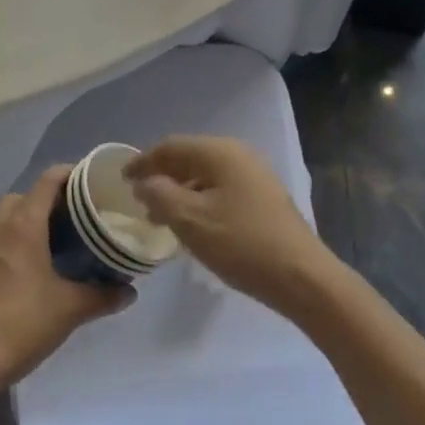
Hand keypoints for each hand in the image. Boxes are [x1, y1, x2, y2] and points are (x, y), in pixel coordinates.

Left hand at [0, 165, 131, 392]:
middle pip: (22, 196)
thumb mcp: (70, 309)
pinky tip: (23, 270)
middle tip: (72, 219)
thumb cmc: (21, 324)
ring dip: (23, 221)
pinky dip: (8, 243)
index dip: (69, 174)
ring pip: (2, 218)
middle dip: (45, 200)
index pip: (47, 181)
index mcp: (23, 225)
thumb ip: (102, 295)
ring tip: (49, 244)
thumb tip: (129, 291)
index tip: (90, 182)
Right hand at [125, 136, 336, 315]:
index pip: (170, 147)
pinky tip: (193, 225)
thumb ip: (159, 195)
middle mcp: (238, 155)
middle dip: (161, 177)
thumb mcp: (190, 220)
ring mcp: (255, 175)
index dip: (143, 161)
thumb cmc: (240, 244)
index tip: (122, 179)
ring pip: (205, 176)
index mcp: (219, 152)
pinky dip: (199, 200)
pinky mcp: (263, 198)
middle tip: (140, 200)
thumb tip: (144, 182)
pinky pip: (221, 189)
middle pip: (189, 158)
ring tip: (161, 218)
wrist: (301, 277)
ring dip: (180, 191)